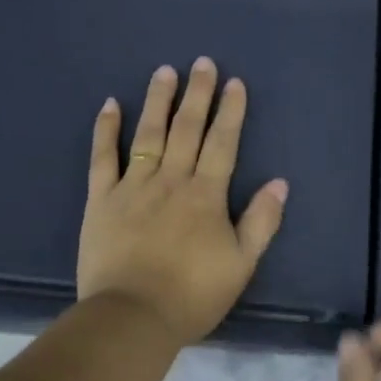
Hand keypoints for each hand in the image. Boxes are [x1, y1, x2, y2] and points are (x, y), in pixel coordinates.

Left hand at [78, 58, 288, 345]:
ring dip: (158, 101)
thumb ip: (261, 221)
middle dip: (197, 95)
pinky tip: (111, 105)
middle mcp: (171, 181)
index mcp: (206, 196)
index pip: (222, 144)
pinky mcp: (100, 200)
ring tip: (164, 72)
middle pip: (186, 129)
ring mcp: (132, 187)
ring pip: (148, 134)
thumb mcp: (241, 264)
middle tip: (202, 63)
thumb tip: (279, 182)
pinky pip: (102, 157)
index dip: (230, 112)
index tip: (234, 83)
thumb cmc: (192, 295)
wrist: (133, 316)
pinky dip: (106, 130)